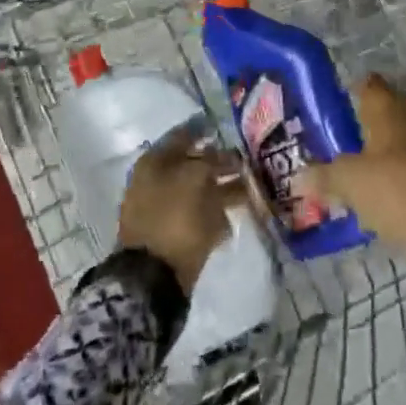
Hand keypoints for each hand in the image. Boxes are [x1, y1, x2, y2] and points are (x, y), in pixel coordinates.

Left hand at [118, 126, 246, 292]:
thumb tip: (222, 155)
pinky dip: (217, 215)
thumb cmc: (174, 217)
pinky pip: (199, 216)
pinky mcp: (175, 233)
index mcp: (154, 161)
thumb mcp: (196, 179)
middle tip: (248, 162)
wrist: (154, 275)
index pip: (183, 135)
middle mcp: (157, 180)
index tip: (230, 129)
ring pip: (200, 191)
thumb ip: (211, 161)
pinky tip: (233, 220)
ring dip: (224, 189)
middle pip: (193, 164)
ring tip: (251, 190)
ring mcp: (164, 208)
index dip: (206, 130)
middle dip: (221, 162)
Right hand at [304, 75, 405, 251]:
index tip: (341, 117)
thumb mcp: (348, 183)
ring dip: (401, 147)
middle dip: (378, 125)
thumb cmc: (394, 186)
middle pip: (393, 108)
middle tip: (357, 148)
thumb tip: (300, 177)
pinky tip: (405, 190)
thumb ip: (323, 176)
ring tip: (381, 173)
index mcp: (389, 104)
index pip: (367, 84)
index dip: (353, 97)